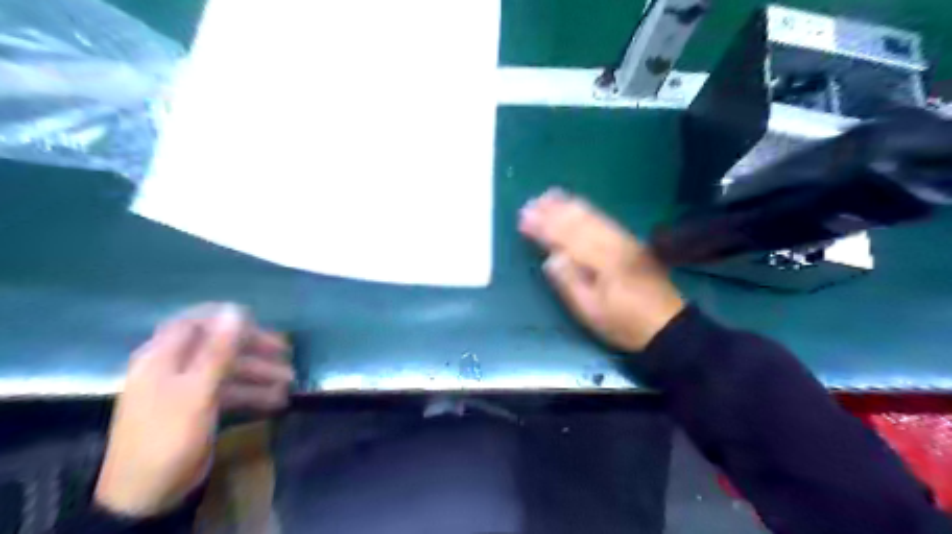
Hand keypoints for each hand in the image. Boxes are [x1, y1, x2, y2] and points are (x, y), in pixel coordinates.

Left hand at [95, 305, 294, 517]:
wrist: (146, 494)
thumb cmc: (169, 435)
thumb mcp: (196, 391)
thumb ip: (217, 350)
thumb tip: (235, 309)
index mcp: (162, 357)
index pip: (194, 322)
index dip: (225, 318)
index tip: (260, 321)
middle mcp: (174, 367)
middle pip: (217, 345)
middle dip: (254, 347)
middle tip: (286, 352)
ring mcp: (188, 389)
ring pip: (228, 369)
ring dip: (259, 372)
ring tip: (290, 380)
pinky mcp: (200, 408)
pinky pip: (230, 391)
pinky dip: (252, 393)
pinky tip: (276, 400)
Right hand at [519, 191, 683, 352]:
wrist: (668, 326)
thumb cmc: (624, 323)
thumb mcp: (592, 312)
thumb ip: (570, 283)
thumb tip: (551, 258)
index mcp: (601, 262)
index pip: (567, 238)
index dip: (544, 227)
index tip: (524, 218)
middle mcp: (613, 245)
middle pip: (579, 222)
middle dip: (553, 212)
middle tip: (530, 202)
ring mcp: (624, 241)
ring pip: (593, 217)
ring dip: (568, 205)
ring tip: (548, 195)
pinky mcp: (631, 242)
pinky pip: (605, 219)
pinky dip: (587, 209)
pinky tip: (578, 204)